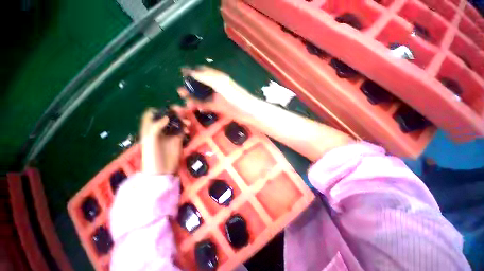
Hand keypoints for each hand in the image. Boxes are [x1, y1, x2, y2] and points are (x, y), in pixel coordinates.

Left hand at [140, 107, 188, 174]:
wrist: (162, 170)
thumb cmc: (152, 156)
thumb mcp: (150, 140)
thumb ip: (156, 127)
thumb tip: (167, 117)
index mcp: (149, 129)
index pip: (151, 114)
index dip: (158, 110)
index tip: (166, 110)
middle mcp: (159, 129)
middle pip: (166, 117)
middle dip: (174, 113)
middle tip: (181, 111)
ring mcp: (169, 134)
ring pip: (176, 122)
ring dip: (182, 120)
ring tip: (187, 123)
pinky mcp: (178, 139)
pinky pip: (182, 130)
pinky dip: (185, 128)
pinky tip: (187, 130)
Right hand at [178, 66, 256, 120]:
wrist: (248, 111)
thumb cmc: (237, 97)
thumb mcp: (222, 85)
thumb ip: (208, 78)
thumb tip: (193, 71)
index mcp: (219, 79)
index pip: (204, 72)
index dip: (193, 72)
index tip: (181, 72)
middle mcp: (217, 87)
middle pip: (202, 85)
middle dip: (191, 86)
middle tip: (180, 90)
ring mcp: (218, 98)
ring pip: (203, 96)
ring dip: (194, 97)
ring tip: (183, 98)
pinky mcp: (220, 107)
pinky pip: (208, 105)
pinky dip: (200, 106)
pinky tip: (194, 107)